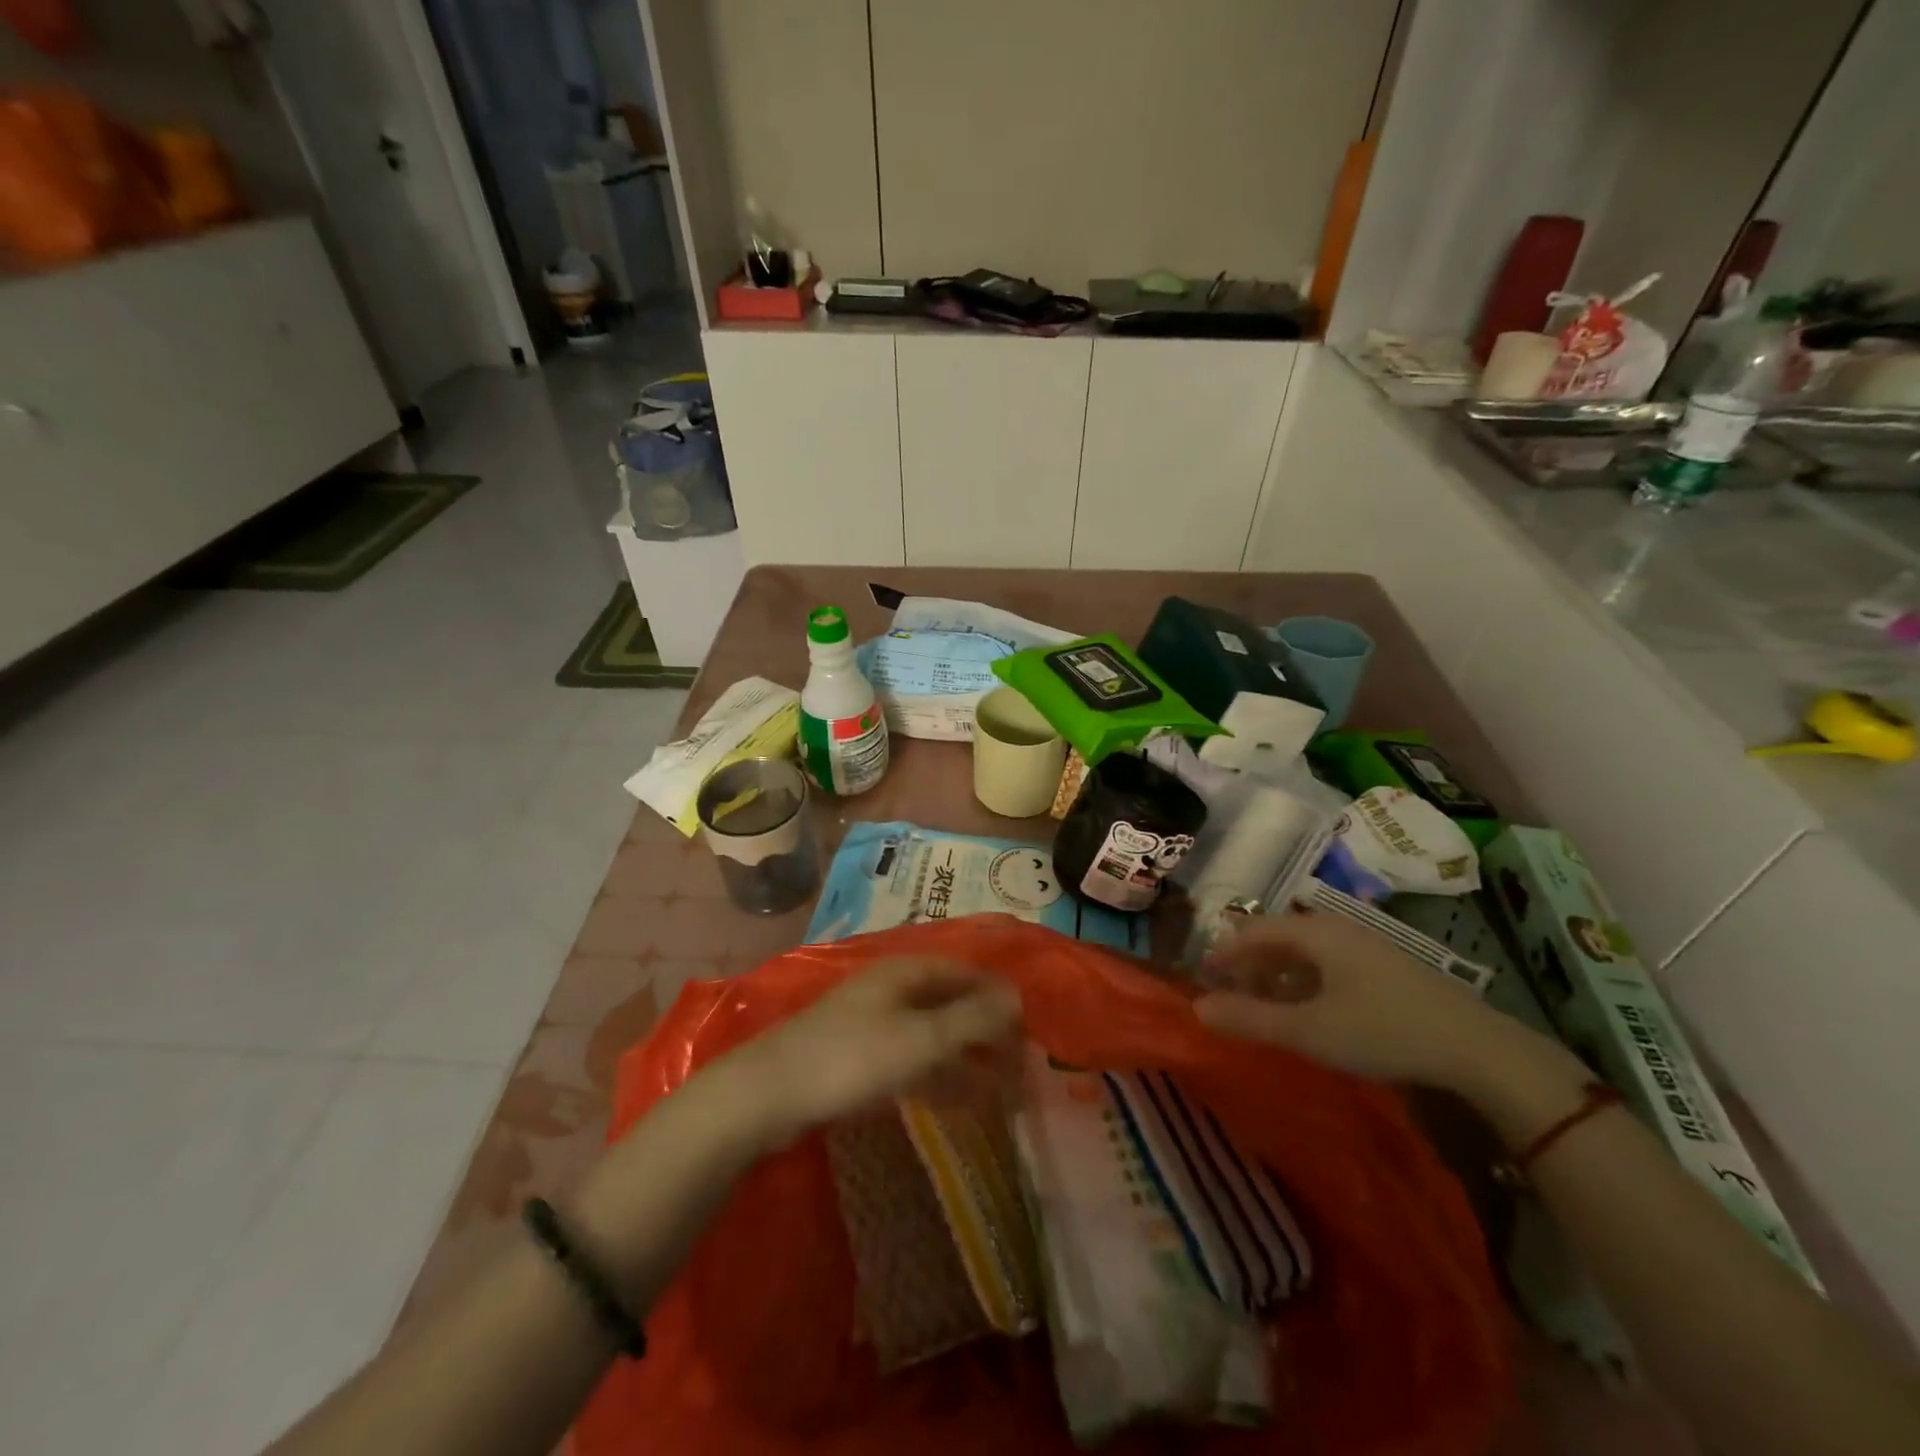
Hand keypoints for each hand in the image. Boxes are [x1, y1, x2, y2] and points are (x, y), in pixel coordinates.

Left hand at [716, 959, 1022, 1146]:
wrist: (769, 1095)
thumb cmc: (852, 1058)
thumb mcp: (920, 1039)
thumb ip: (971, 1019)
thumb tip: (1018, 997)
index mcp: (905, 972)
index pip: (964, 973)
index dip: (997, 996)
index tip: (1028, 1027)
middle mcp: (891, 990)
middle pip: (950, 1004)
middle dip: (985, 1031)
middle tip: (1019, 1064)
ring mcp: (873, 1024)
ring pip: (932, 1035)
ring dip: (966, 1058)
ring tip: (1001, 1089)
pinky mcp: (859, 1058)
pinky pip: (912, 1061)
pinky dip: (939, 1076)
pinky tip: (960, 1100)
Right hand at [1194, 908, 1555, 1092]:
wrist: (1478, 1048)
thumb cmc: (1383, 1030)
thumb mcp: (1309, 1030)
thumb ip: (1250, 1019)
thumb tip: (1197, 1008)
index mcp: (1312, 932)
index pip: (1250, 931)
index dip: (1222, 953)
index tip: (1201, 978)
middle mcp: (1334, 928)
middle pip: (1276, 937)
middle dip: (1248, 965)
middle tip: (1230, 997)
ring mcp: (1363, 945)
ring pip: (1303, 952)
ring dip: (1276, 976)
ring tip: (1264, 1007)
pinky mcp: (1384, 967)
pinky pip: (1327, 964)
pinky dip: (1304, 982)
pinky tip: (1310, 1011)